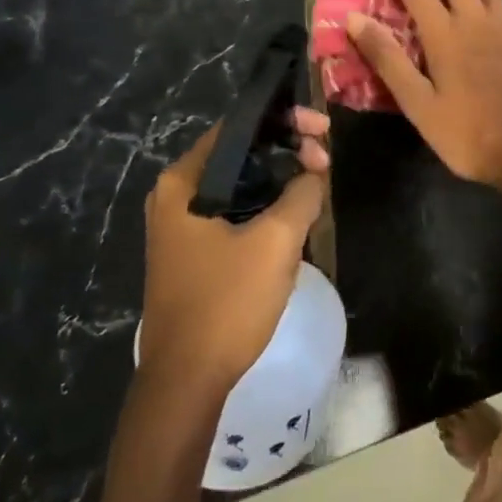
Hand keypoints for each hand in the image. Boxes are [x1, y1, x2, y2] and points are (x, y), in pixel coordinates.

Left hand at [139, 108, 329, 396]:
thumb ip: (302, 193)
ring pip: (240, 183)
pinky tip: (295, 215)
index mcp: (184, 182)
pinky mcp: (194, 251)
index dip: (285, 120)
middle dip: (286, 149)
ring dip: (280, 179)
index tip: (323, 130)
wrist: (187, 380)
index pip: (238, 127)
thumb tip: (314, 173)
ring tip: (317, 185)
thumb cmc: (227, 302)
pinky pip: (235, 210)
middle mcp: (176, 195)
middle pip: (240, 153)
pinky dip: (266, 205)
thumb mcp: (276, 241)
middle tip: (325, 161)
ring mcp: (182, 226)